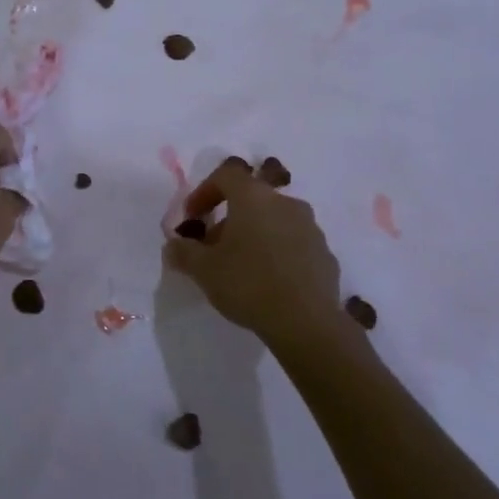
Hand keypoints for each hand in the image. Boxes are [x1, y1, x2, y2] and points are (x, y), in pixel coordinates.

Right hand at [165, 157, 351, 346]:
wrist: (307, 323)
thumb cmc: (248, 284)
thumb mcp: (203, 270)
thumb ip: (183, 252)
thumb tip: (173, 245)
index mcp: (254, 197)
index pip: (225, 175)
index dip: (203, 191)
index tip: (192, 218)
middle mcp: (285, 203)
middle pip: (251, 199)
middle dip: (227, 219)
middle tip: (212, 248)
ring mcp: (310, 227)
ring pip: (274, 221)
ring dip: (253, 235)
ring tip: (240, 267)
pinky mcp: (325, 253)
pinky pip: (293, 243)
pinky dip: (276, 252)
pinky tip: (267, 282)